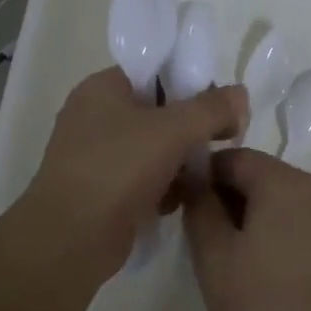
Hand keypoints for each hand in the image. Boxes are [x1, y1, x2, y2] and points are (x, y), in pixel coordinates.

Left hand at [24, 68, 246, 284]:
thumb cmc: (118, 169)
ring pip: (153, 148)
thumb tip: (240, 94)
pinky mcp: (102, 191)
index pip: (155, 71)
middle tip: (220, 142)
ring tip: (202, 177)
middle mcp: (95, 116)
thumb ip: (211, 108)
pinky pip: (143, 178)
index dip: (191, 83)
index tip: (222, 106)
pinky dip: (162, 187)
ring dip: (180, 162)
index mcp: (102, 88)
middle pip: (158, 111)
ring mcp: (96, 155)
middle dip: (191, 129)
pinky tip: (177, 202)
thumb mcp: (173, 129)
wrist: (70, 239)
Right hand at [181, 149, 310, 310]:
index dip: (202, 176)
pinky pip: (301, 222)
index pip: (233, 157)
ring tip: (231, 258)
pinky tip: (264, 272)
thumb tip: (195, 178)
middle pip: (260, 175)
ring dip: (252, 216)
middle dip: (227, 197)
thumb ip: (200, 206)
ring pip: (281, 200)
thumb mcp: (213, 255)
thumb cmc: (262, 304)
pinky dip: (277, 232)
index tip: (183, 207)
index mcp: (283, 181)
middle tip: (202, 237)